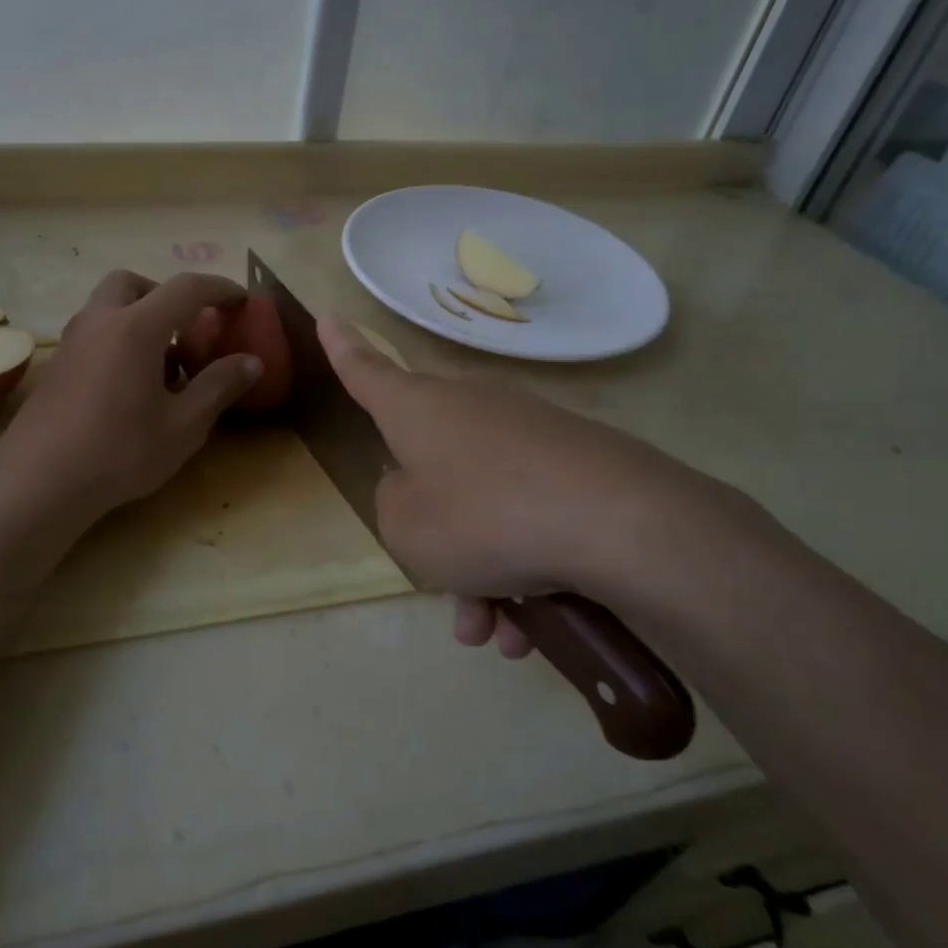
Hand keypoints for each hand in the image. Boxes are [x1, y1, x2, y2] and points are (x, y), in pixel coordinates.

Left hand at [0, 271, 263, 520]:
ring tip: (162, 364)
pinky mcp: (58, 366)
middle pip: (133, 283)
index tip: (242, 301)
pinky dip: (119, 339)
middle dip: (166, 295)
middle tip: (187, 328)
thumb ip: (219, 386)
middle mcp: (100, 321)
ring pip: (108, 307)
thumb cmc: (120, 451)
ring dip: (140, 317)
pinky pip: (94, 332)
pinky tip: (130, 387)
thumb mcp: (184, 425)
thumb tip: (252, 362)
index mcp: (136, 327)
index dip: (219, 289)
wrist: (40, 481)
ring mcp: (72, 342)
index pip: (186, 288)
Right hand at [317, 314, 774, 653]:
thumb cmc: (484, 517)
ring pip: (484, 508)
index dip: (342, 350)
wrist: (620, 523)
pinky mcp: (575, 463)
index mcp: (417, 410)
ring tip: (501, 633)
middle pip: (432, 470)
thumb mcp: (405, 528)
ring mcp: (527, 433)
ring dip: (483, 574)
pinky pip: (528, 517)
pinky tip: (538, 626)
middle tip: (450, 597)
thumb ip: (392, 505)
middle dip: (436, 539)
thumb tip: (420, 490)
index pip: (366, 372)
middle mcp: (469, 408)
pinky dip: (525, 568)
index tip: (328, 314)